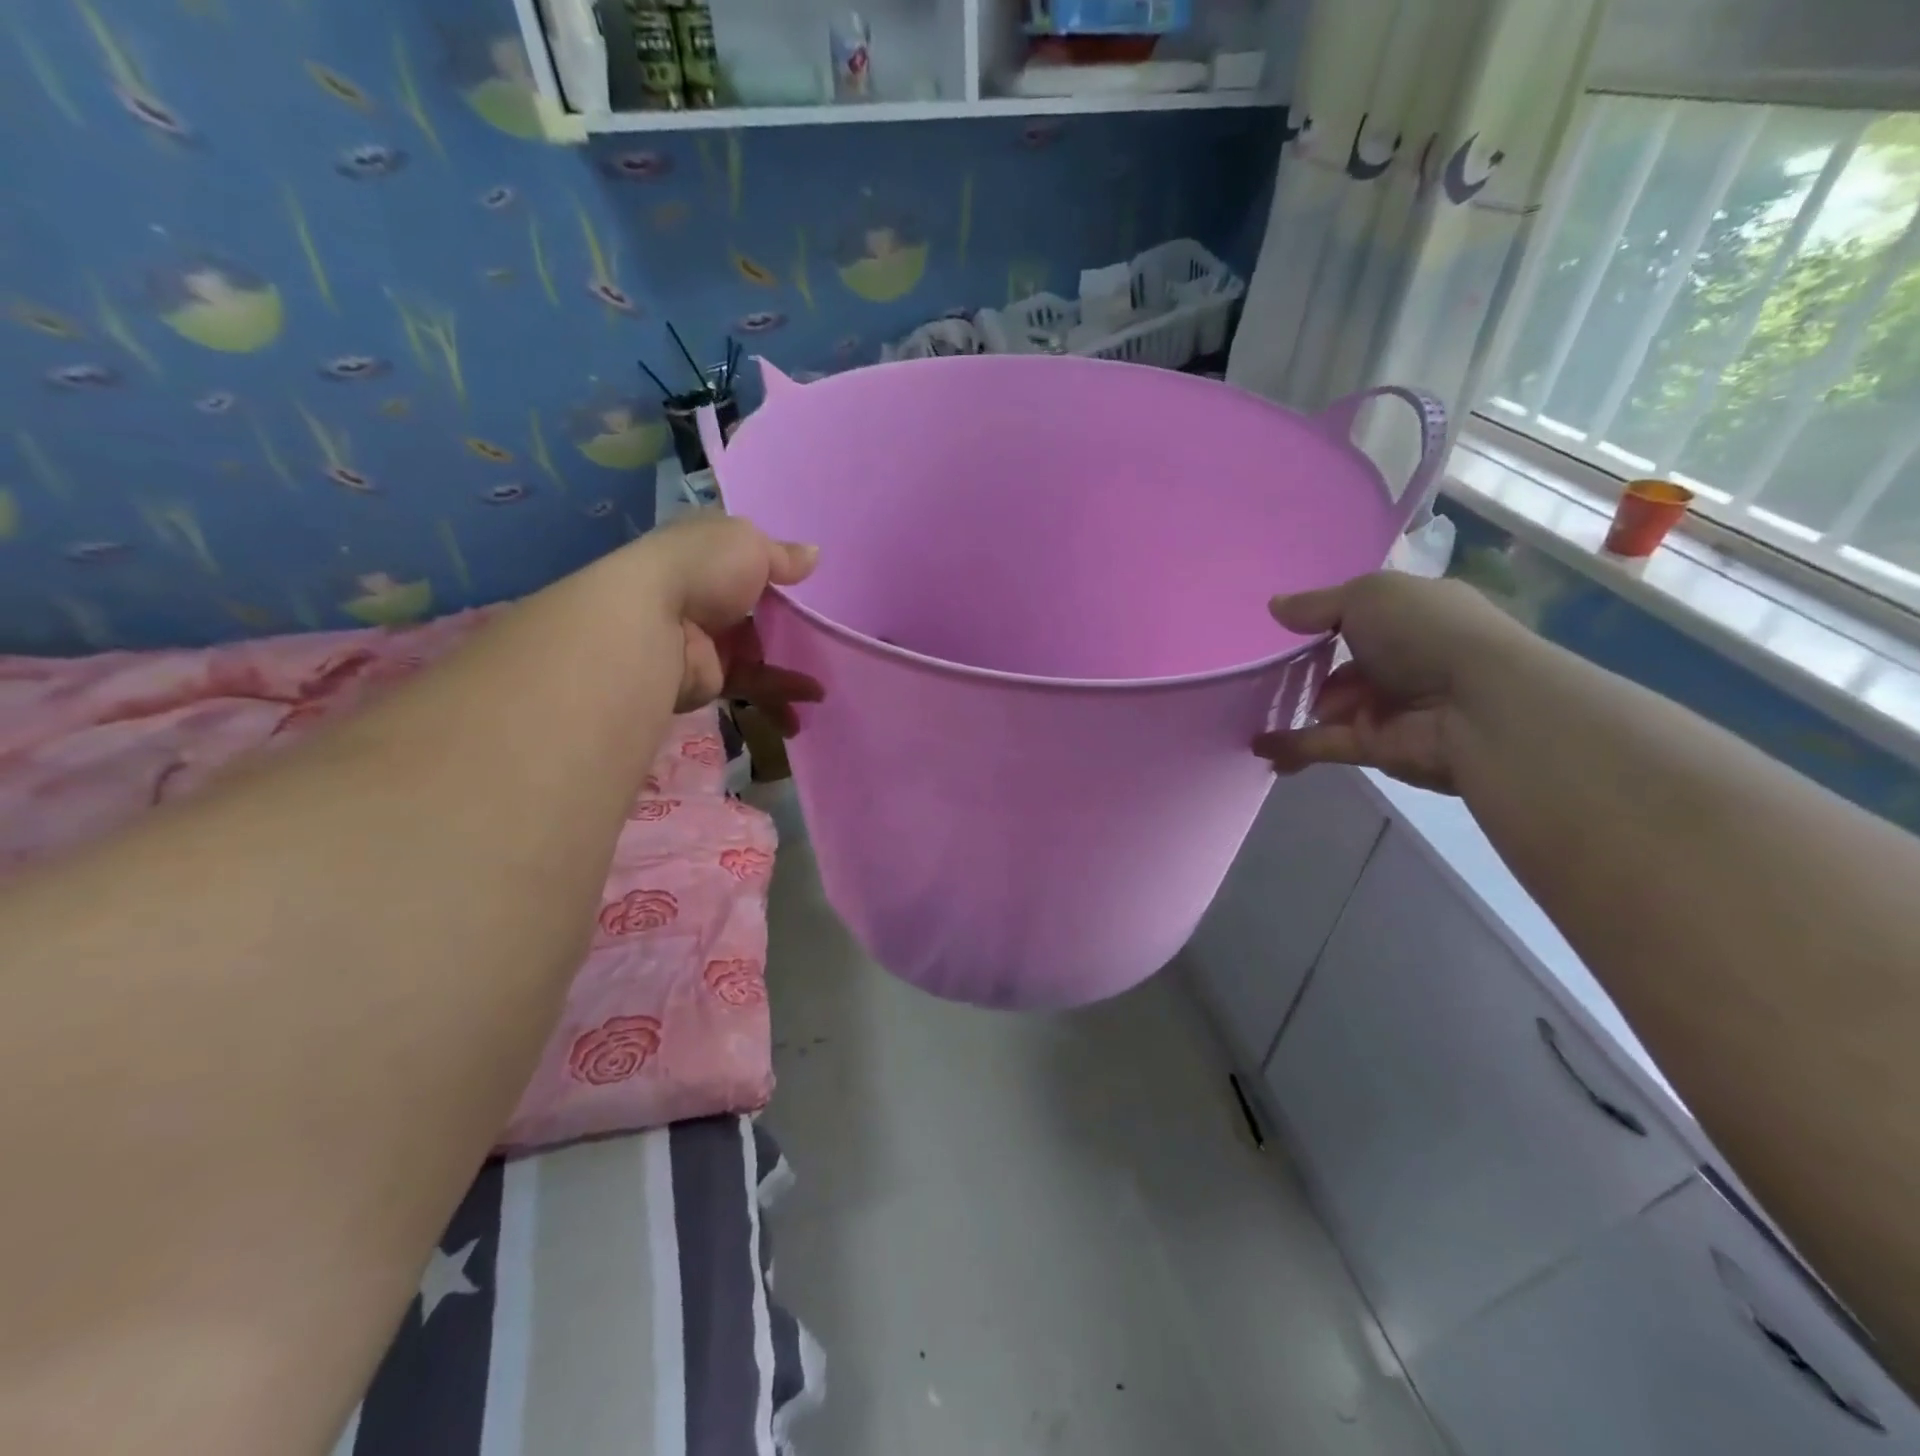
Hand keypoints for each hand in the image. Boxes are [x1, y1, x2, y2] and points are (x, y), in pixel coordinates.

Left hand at [633, 514, 823, 729]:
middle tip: (826, 635)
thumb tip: (813, 554)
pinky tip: (810, 700)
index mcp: (707, 553)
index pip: (744, 558)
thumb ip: (783, 556)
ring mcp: (707, 637)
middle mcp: (705, 593)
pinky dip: (781, 694)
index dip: (776, 569)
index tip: (810, 583)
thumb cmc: (703, 569)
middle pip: (755, 610)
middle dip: (788, 624)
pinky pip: (753, 684)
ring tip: (824, 683)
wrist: (655, 626)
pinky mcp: (710, 677)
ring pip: (758, 651)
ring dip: (790, 667)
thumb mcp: (750, 545)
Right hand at [1253, 573, 1522, 794]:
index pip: (1363, 616)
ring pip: (1330, 706)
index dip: (1326, 620)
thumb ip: (1316, 605)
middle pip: (1341, 664)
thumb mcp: (1367, 597)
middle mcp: (1402, 660)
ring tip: (1251, 707)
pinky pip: (1323, 743)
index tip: (1285, 626)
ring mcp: (1389, 706)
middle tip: (1263, 672)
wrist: (1478, 706)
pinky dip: (1291, 746)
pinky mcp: (1375, 746)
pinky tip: (1258, 746)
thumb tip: (1274, 606)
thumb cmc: (1426, 633)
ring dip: (1294, 708)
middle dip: (1304, 670)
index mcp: (1410, 617)